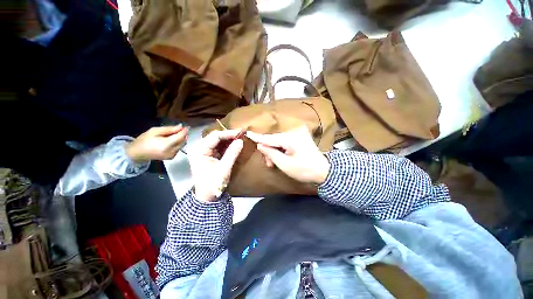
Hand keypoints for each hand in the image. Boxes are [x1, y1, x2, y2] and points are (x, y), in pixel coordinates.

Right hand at [126, 125, 187, 161]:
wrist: (136, 153)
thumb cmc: (144, 140)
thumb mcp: (155, 131)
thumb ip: (169, 129)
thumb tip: (180, 126)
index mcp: (166, 145)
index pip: (180, 137)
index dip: (184, 131)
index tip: (186, 126)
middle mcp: (172, 151)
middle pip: (183, 141)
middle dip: (182, 135)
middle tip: (178, 129)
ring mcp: (172, 155)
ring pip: (182, 145)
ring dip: (180, 139)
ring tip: (172, 135)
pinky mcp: (172, 157)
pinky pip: (178, 148)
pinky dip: (177, 143)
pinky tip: (170, 141)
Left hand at [188, 130, 243, 201]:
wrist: (206, 197)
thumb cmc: (213, 184)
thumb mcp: (224, 169)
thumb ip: (232, 153)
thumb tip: (240, 140)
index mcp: (199, 151)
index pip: (215, 136)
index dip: (228, 133)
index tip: (241, 133)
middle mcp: (200, 148)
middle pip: (215, 136)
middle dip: (229, 135)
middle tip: (242, 134)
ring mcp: (204, 151)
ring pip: (218, 140)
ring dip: (229, 139)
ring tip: (240, 138)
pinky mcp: (209, 155)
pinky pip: (219, 146)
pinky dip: (227, 145)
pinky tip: (235, 144)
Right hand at [247, 126, 329, 184]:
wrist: (323, 171)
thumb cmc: (304, 170)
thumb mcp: (285, 164)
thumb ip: (271, 153)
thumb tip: (260, 145)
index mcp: (291, 138)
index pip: (270, 138)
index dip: (258, 137)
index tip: (247, 134)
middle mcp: (294, 131)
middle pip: (274, 139)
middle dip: (269, 151)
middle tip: (268, 164)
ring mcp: (298, 133)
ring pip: (278, 141)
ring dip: (274, 151)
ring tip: (273, 163)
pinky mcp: (300, 136)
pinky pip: (285, 141)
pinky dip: (280, 149)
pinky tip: (279, 157)